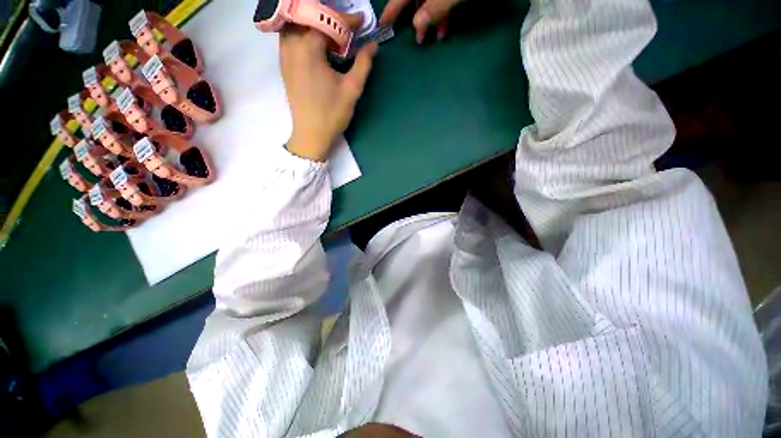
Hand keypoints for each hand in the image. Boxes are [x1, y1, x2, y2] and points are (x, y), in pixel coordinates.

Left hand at [281, 21, 376, 161]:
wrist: (311, 134)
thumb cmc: (332, 113)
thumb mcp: (352, 89)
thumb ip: (363, 63)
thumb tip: (372, 45)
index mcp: (309, 49)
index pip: (327, 22)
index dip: (347, 19)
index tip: (361, 21)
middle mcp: (292, 46)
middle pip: (307, 17)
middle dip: (328, 17)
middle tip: (345, 26)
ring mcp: (284, 56)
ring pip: (295, 26)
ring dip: (312, 23)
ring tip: (329, 31)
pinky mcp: (284, 66)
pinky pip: (289, 38)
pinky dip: (302, 33)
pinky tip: (314, 43)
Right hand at [379, 0, 465, 42]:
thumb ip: (435, 8)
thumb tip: (417, 26)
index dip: (391, 10)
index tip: (383, 25)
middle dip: (418, 20)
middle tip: (421, 40)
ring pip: (430, 0)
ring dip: (433, 20)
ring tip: (438, 38)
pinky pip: (442, 0)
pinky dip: (444, 13)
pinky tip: (447, 28)